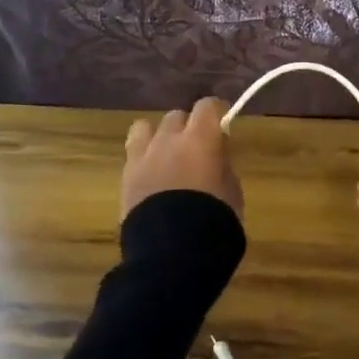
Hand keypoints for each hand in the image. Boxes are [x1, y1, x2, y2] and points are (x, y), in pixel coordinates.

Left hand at [122, 97, 243, 220]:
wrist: (172, 252)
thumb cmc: (214, 221)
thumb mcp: (232, 192)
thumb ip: (223, 165)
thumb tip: (216, 154)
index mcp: (201, 139)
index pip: (207, 106)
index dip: (215, 113)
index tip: (221, 125)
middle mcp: (169, 138)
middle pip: (176, 116)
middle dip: (187, 127)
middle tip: (195, 149)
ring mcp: (143, 155)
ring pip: (146, 128)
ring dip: (159, 137)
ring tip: (166, 157)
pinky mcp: (125, 176)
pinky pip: (132, 153)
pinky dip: (143, 157)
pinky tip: (150, 175)